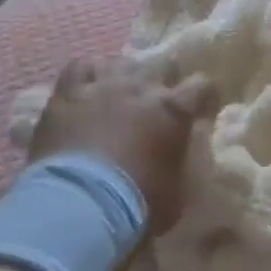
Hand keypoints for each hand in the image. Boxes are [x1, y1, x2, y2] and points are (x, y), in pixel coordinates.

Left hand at [29, 60, 213, 232]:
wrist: (79, 206)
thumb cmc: (137, 205)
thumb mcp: (175, 192)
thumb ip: (179, 165)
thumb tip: (177, 160)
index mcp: (174, 110)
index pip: (202, 86)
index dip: (203, 97)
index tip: (200, 110)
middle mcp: (141, 88)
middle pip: (160, 69)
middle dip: (161, 86)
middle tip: (154, 110)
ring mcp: (103, 86)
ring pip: (120, 64)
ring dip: (123, 80)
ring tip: (117, 98)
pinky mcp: (67, 94)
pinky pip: (80, 68)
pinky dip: (87, 76)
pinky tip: (86, 89)